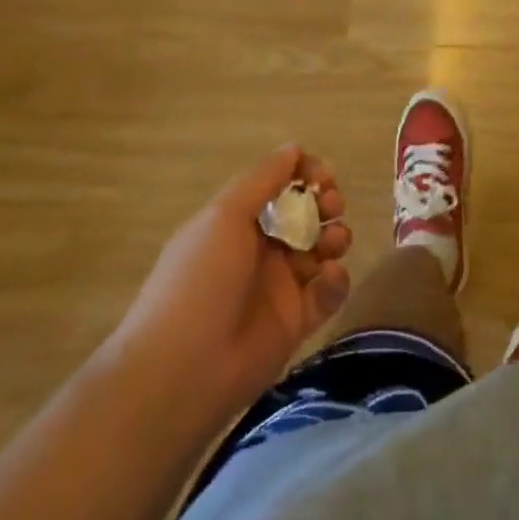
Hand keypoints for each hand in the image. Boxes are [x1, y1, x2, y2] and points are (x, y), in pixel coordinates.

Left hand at [119, 146, 352, 410]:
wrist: (183, 370)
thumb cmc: (200, 280)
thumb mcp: (224, 216)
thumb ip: (263, 179)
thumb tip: (293, 149)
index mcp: (237, 221)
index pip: (279, 185)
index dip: (303, 175)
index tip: (321, 175)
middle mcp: (260, 248)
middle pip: (305, 213)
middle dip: (325, 202)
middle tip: (331, 204)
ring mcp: (279, 286)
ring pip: (321, 249)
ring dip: (334, 236)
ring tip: (333, 242)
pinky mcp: (296, 322)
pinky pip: (327, 292)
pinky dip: (335, 280)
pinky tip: (328, 278)